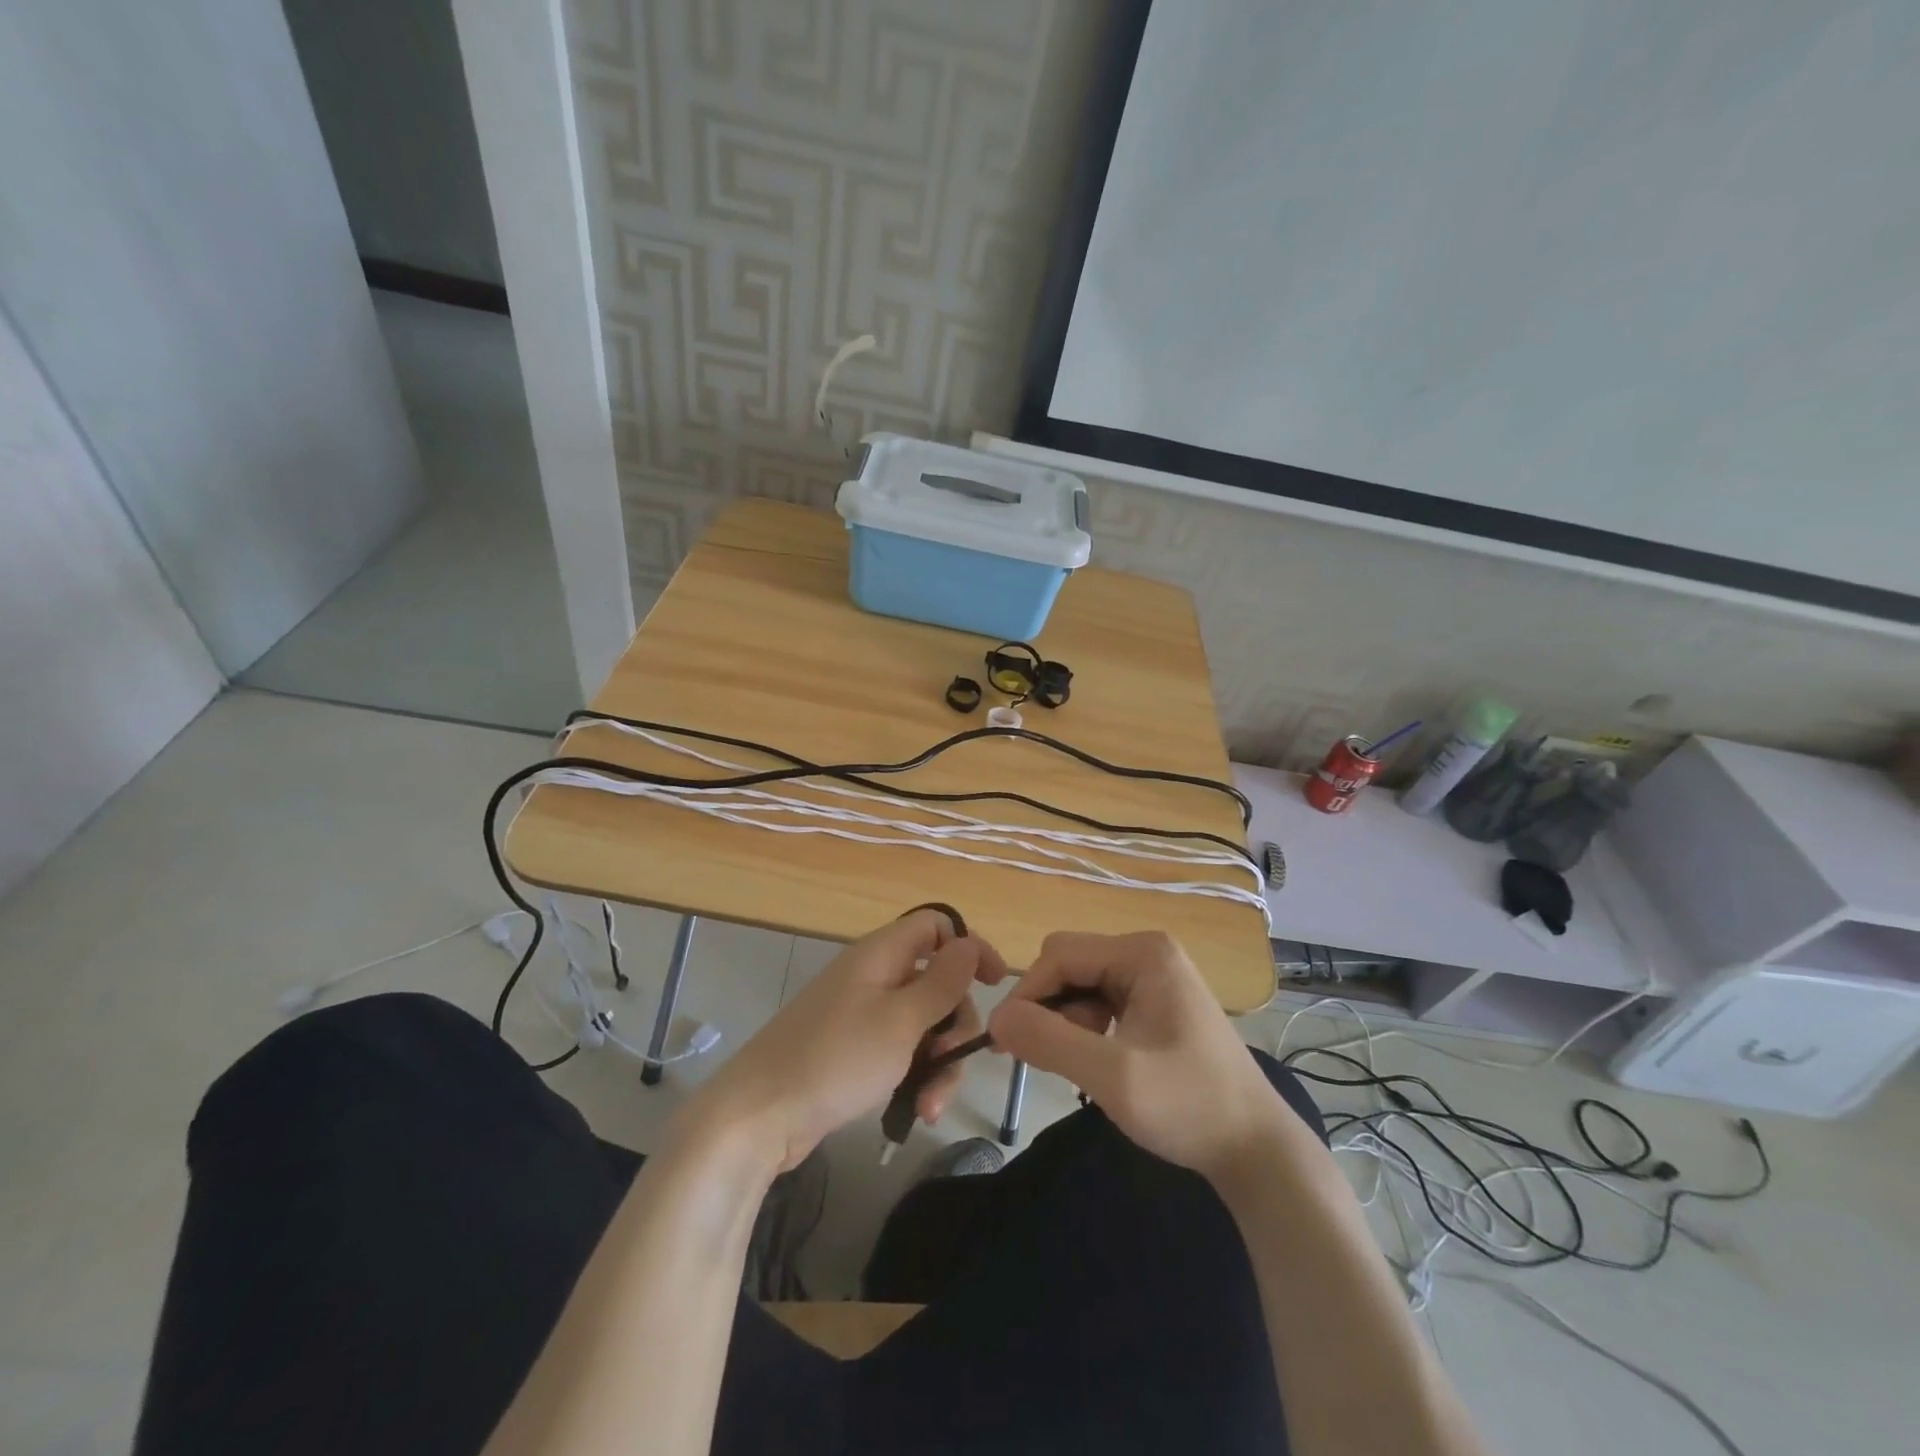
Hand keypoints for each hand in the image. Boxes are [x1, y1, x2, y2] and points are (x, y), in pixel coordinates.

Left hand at [691, 909, 1007, 1171]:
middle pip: (936, 981)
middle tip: (954, 1059)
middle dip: (955, 1024)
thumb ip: (942, 982)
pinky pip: (900, 1051)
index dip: (969, 947)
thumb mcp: (901, 1021)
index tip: (997, 984)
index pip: (936, 926)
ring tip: (932, 1106)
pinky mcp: (854, 1051)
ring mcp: (862, 1015)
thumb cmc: (836, 1060)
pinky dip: (915, 1076)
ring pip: (922, 1024)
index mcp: (881, 955)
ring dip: (939, 1062)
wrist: (759, 1116)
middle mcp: (873, 977)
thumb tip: (970, 942)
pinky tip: (918, 1111)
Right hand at [988, 931, 1291, 1182]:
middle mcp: (1147, 952)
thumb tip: (995, 1018)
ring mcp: (1154, 976)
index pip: (1060, 955)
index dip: (1027, 994)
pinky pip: (1100, 1001)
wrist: (1255, 1149)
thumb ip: (1049, 1041)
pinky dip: (1085, 1029)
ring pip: (1081, 984)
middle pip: (1069, 964)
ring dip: (1066, 1022)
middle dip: (1048, 1008)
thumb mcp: (1113, 1076)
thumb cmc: (1188, 1106)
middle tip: (1042, 1058)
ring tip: (1079, 1069)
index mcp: (1143, 952)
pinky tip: (1097, 1064)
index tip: (1002, 1040)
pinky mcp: (1156, 1002)